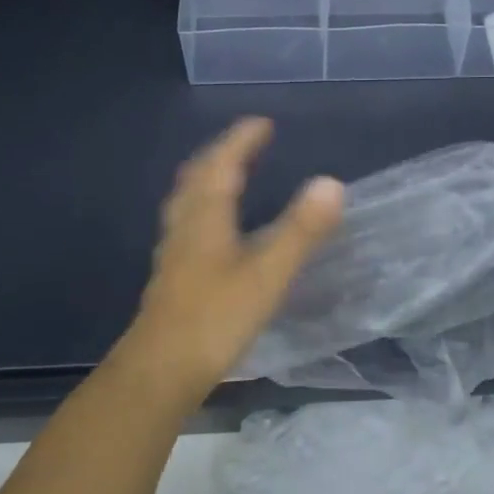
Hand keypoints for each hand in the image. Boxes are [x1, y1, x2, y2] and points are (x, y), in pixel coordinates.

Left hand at [113, 117, 343, 402]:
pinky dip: (203, 206)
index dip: (242, 140)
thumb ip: (301, 230)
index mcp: (205, 216)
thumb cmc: (215, 318)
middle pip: (198, 177)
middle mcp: (185, 225)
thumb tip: (332, 183)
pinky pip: (186, 223)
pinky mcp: (171, 275)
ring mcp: (173, 251)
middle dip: (221, 153)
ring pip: (187, 200)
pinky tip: (213, 229)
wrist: (160, 370)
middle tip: (246, 143)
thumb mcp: (267, 274)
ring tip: (228, 174)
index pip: (222, 164)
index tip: (262, 123)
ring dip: (207, 178)